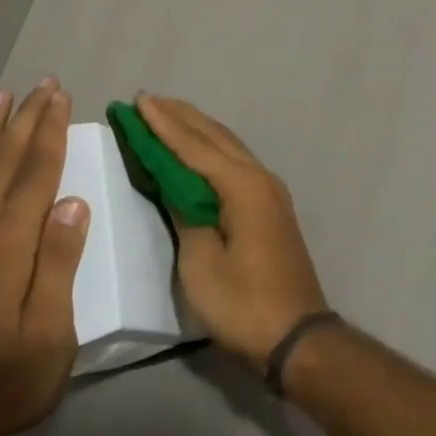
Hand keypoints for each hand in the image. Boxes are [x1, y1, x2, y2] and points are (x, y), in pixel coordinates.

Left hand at [0, 80, 89, 435]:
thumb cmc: (7, 381)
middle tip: (42, 85)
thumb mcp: (52, 332)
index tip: (61, 98)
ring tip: (1, 98)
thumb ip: (59, 263)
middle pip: (2, 163)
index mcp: (7, 247)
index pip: (35, 174)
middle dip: (25, 120)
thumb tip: (72, 202)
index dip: (50, 132)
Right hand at [137, 94, 328, 366]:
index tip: (138, 101)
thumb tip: (175, 184)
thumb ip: (186, 214)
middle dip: (180, 117)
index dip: (163, 124)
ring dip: (197, 129)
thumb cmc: (243, 303)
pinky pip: (235, 164)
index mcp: (242, 186)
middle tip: (147, 99)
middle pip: (215, 137)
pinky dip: (211, 150)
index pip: (194, 146)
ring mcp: (270, 192)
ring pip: (228, 147)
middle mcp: (260, 178)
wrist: (297, 336)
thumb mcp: (201, 263)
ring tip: (168, 113)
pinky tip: (198, 150)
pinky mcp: (270, 208)